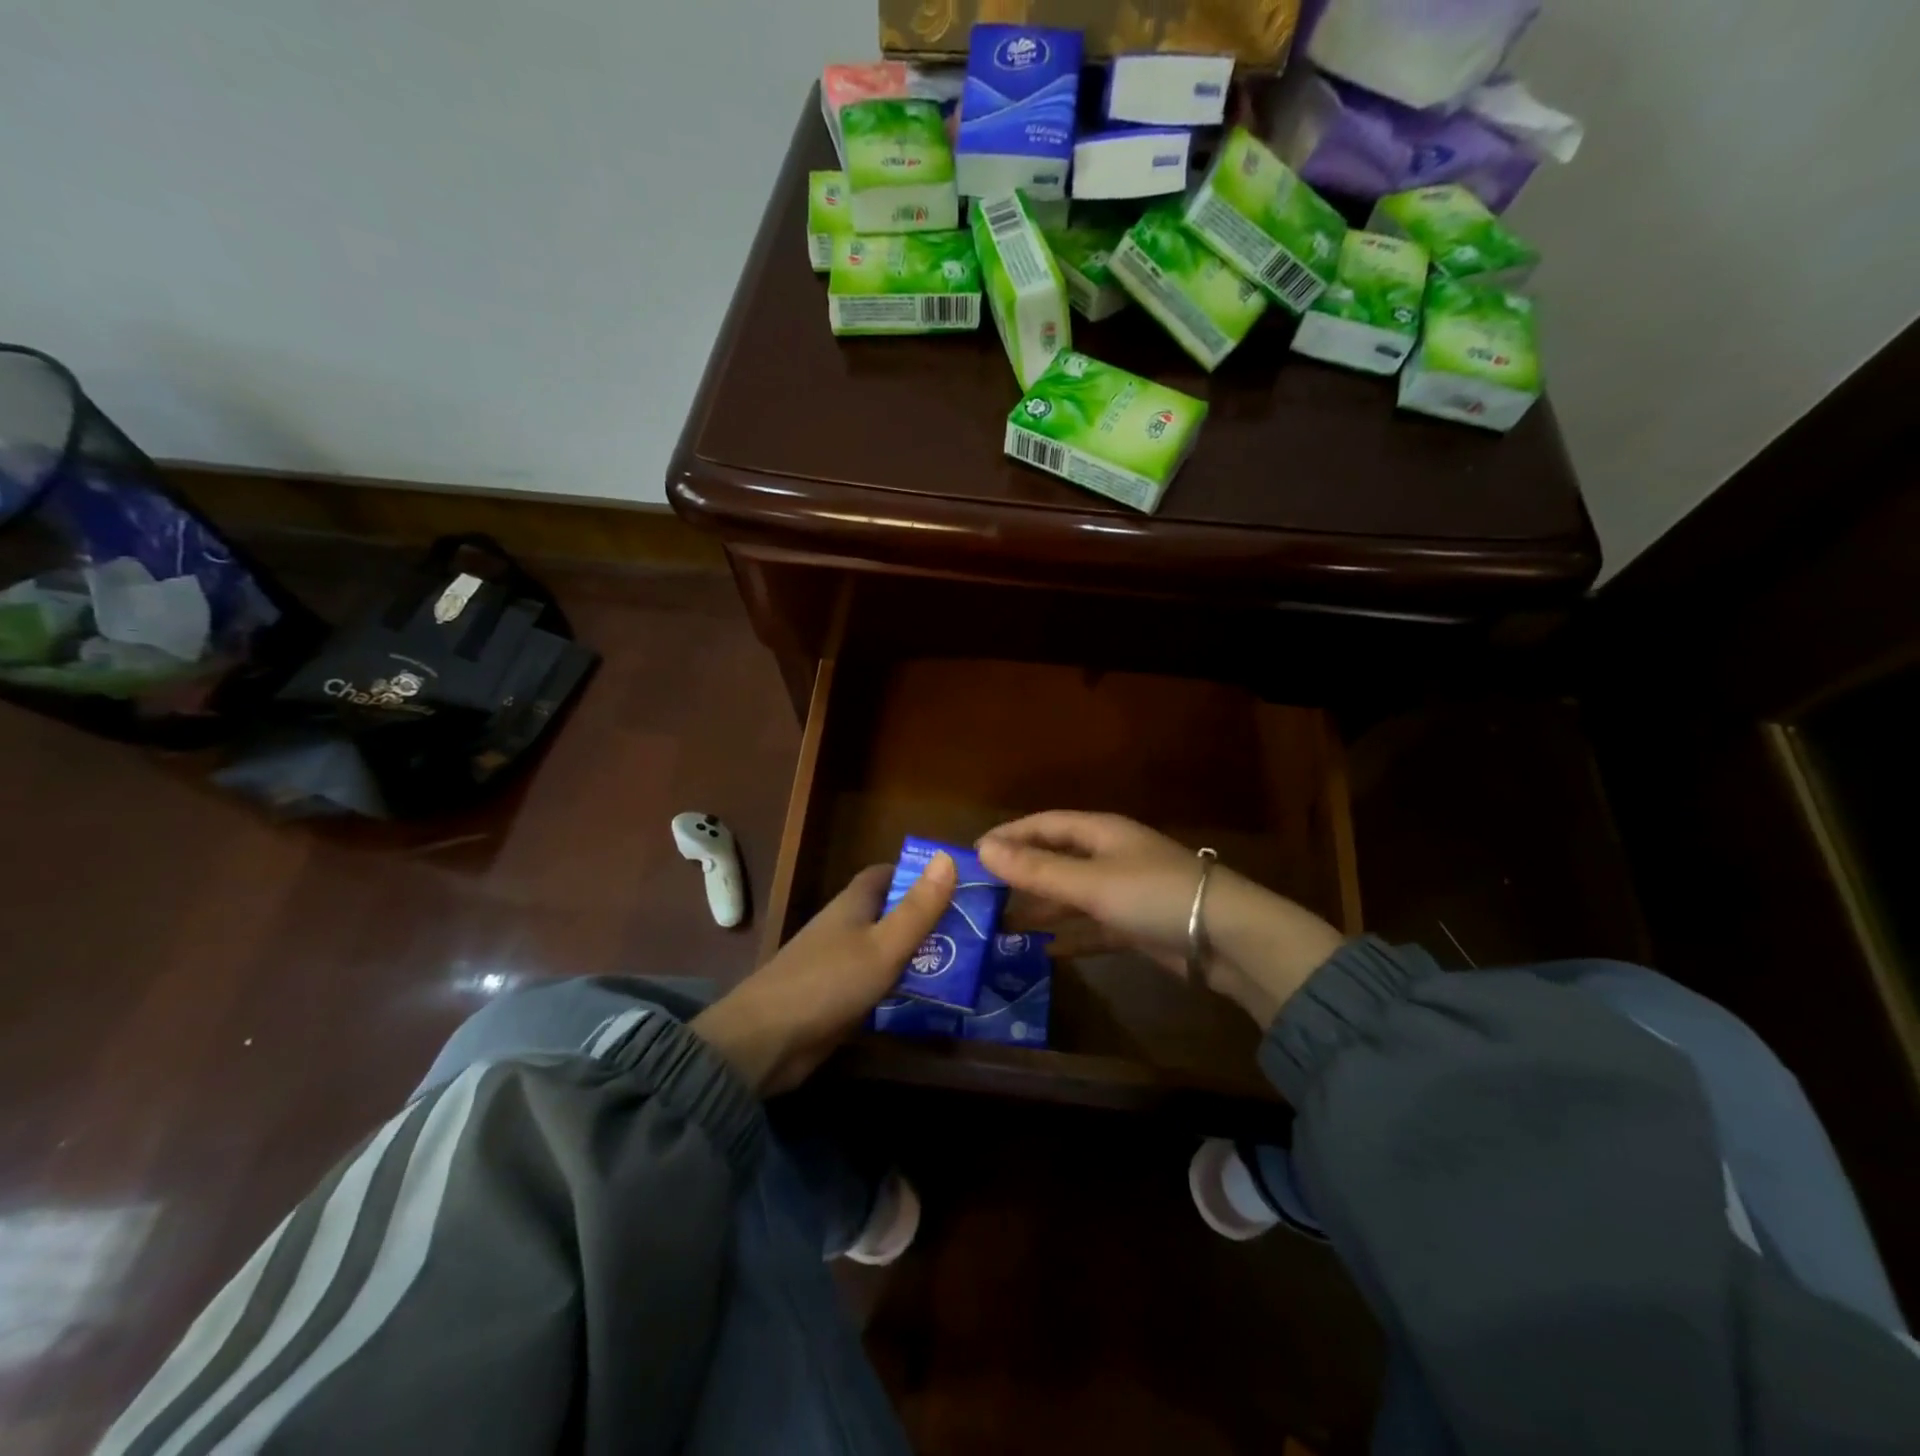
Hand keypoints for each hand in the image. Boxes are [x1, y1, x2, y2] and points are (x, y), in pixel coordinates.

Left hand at [691, 853, 955, 1093]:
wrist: (766, 1040)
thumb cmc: (829, 982)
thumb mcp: (884, 945)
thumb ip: (918, 907)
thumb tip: (948, 856)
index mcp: (853, 904)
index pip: (885, 874)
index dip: (917, 874)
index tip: (955, 884)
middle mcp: (845, 927)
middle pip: (890, 911)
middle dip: (926, 916)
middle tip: (971, 928)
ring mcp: (838, 963)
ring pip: (886, 948)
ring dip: (917, 953)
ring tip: (964, 962)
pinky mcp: (836, 996)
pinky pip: (877, 981)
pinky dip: (901, 983)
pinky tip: (929, 997)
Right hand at [976, 812, 1344, 1028]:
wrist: (1227, 938)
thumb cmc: (1154, 895)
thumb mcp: (1090, 882)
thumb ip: (1037, 869)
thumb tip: (983, 849)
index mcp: (1101, 832)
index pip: (1045, 824)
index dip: (1010, 835)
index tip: (973, 854)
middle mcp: (1110, 856)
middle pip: (1056, 859)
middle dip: (1021, 874)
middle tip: (981, 893)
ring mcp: (1124, 891)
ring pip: (1071, 894)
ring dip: (1041, 907)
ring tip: (1002, 924)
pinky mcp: (1135, 925)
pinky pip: (1092, 926)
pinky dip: (1070, 936)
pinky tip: (1045, 951)